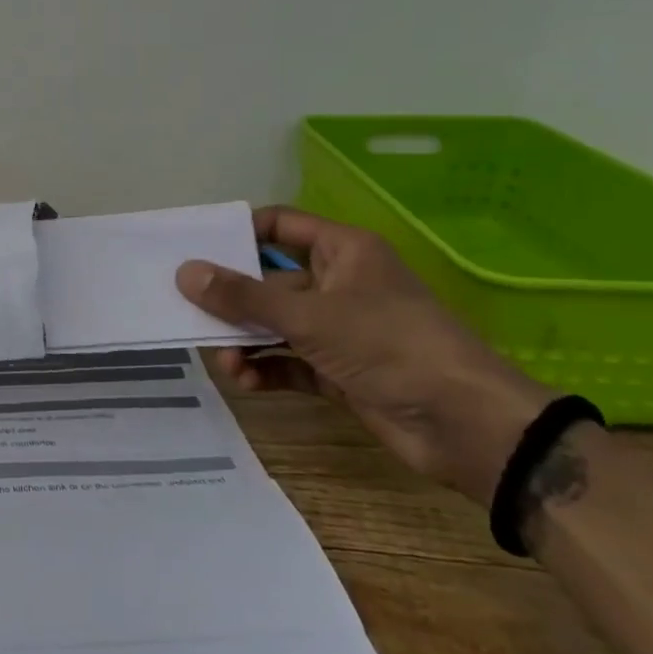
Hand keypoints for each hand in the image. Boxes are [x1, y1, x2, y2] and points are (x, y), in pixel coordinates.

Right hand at [175, 207, 554, 503]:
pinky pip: (287, 360)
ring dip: (244, 341)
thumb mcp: (310, 316)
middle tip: (188, 312)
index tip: (193, 249)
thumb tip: (185, 272)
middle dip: (231, 300)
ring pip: (274, 324)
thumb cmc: (390, 346)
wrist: (467, 427)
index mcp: (342, 252)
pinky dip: (265, 368)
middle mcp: (337, 284)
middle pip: (268, 280)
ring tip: (224, 361)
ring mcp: (338, 329)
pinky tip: (246, 381)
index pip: (279, 226)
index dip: (237, 233)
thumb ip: (243, 297)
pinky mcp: (337, 369)